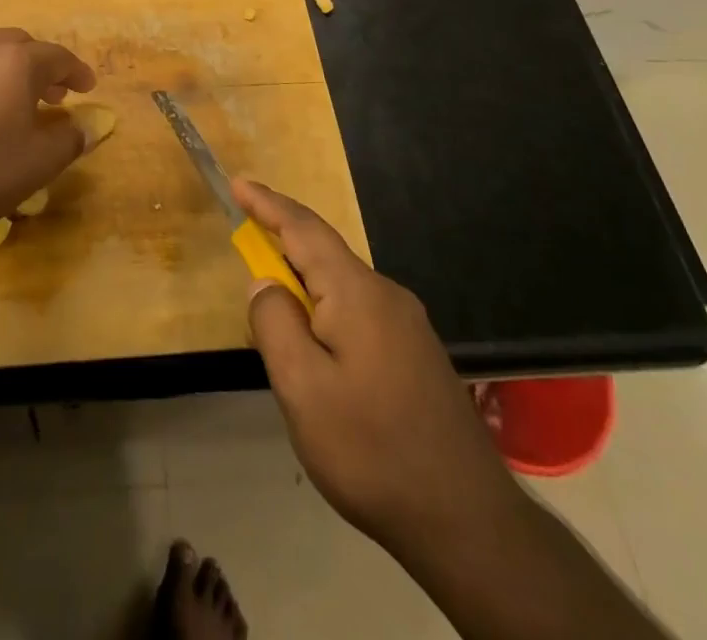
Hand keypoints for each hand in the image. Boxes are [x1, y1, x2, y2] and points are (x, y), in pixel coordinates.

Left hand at [0, 28, 97, 234]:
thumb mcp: (39, 162)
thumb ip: (72, 138)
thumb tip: (90, 125)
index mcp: (16, 61)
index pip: (57, 56)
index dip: (77, 72)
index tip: (88, 88)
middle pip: (21, 45)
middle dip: (43, 66)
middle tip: (55, 95)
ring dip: (13, 71)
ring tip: (21, 104)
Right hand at [236, 180, 522, 558]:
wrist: (468, 523)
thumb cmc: (372, 449)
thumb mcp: (303, 389)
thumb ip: (275, 324)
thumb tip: (265, 282)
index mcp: (356, 292)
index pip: (303, 229)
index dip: (267, 203)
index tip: (238, 183)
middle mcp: (386, 295)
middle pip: (324, 254)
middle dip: (282, 244)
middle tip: (246, 246)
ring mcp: (408, 325)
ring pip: (342, 287)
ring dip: (304, 284)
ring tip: (276, 312)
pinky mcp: (417, 354)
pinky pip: (359, 312)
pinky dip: (327, 311)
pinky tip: (320, 350)